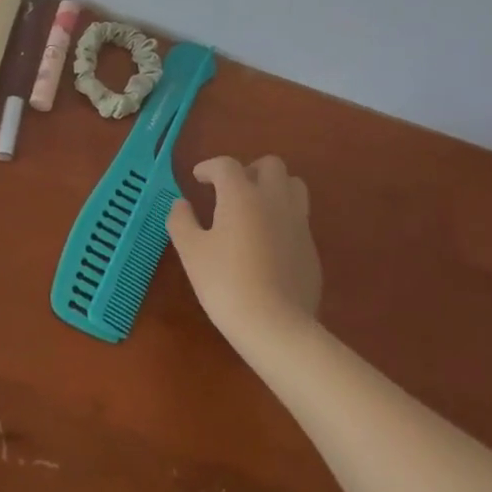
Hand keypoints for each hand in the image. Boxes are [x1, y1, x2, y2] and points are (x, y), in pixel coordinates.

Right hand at [168, 155, 321, 349]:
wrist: (276, 326)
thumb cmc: (226, 283)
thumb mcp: (192, 252)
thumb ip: (182, 221)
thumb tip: (181, 204)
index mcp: (242, 194)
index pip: (226, 165)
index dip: (209, 167)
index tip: (198, 177)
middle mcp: (274, 199)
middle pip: (270, 165)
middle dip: (249, 170)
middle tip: (232, 189)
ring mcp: (298, 223)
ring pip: (293, 186)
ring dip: (274, 188)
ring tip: (256, 207)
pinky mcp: (311, 248)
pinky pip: (299, 218)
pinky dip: (283, 218)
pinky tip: (269, 242)